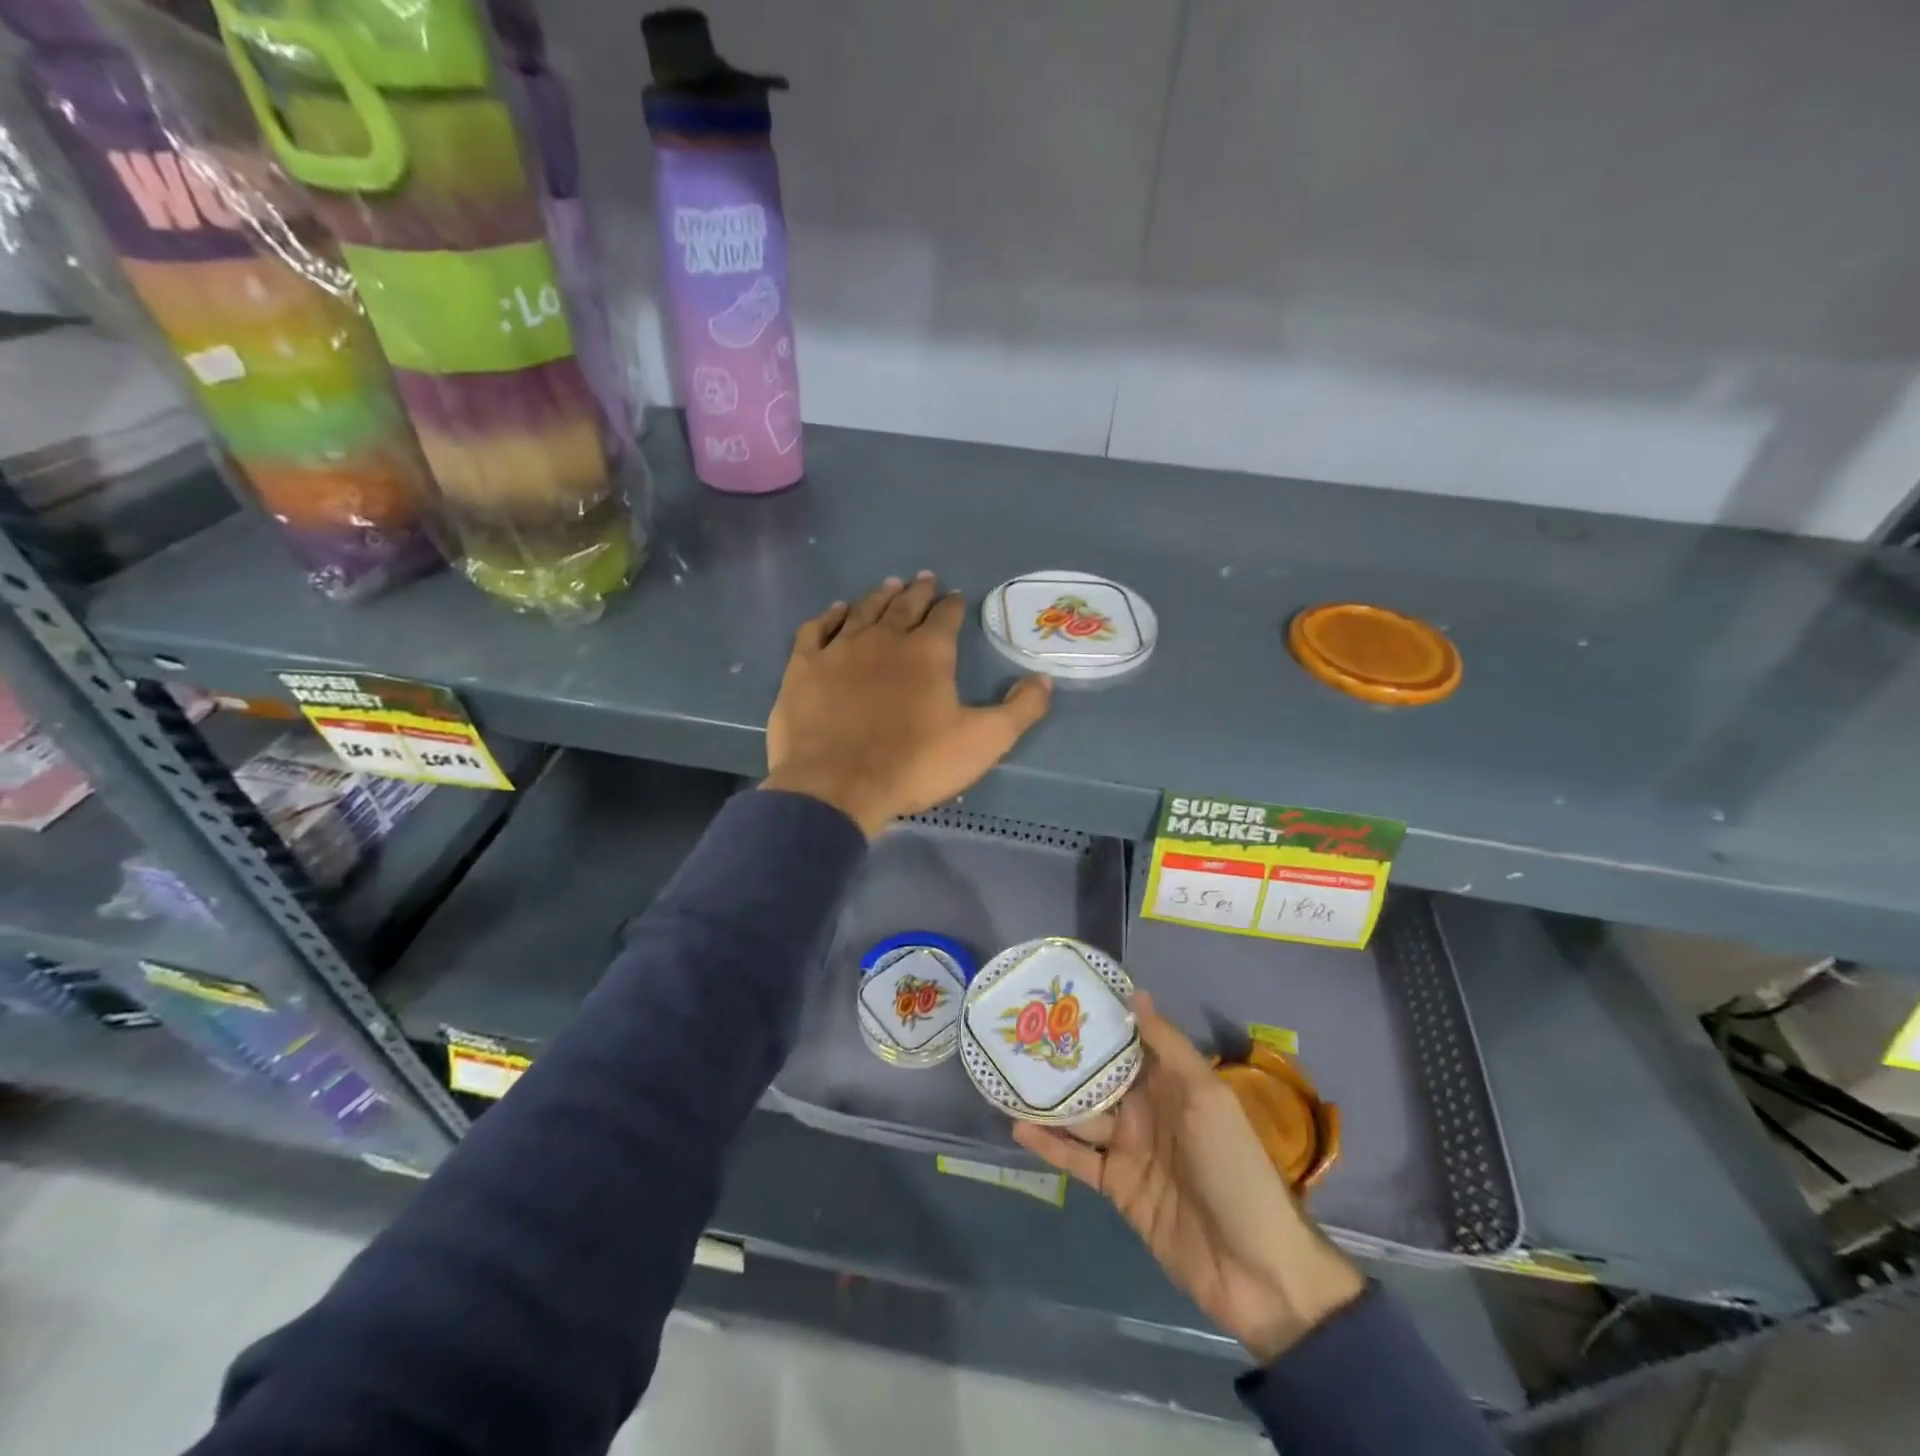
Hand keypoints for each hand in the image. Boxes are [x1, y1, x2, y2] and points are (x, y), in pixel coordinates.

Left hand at [762, 573, 1052, 837]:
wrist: (837, 786)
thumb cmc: (915, 764)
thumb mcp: (983, 742)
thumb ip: (1019, 709)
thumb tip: (1044, 679)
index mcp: (928, 653)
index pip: (945, 617)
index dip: (952, 605)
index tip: (955, 596)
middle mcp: (885, 638)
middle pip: (904, 605)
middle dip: (918, 591)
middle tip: (924, 578)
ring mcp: (840, 649)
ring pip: (863, 611)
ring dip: (879, 596)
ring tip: (890, 586)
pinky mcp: (805, 666)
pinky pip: (818, 629)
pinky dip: (830, 616)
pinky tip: (837, 611)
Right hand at [1014, 993, 1365, 1363]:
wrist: (1255, 1267)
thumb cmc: (1234, 1167)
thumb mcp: (1207, 1097)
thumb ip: (1168, 1046)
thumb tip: (1135, 993)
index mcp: (1172, 1084)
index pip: (1130, 1043)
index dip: (1099, 1021)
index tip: (1060, 996)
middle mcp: (1148, 1110)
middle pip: (1100, 1078)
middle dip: (1066, 1058)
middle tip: (1021, 1033)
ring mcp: (1131, 1149)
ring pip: (1082, 1115)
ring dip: (1050, 1099)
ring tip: (1009, 1075)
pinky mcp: (1118, 1187)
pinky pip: (1078, 1159)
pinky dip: (1050, 1144)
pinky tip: (1017, 1127)